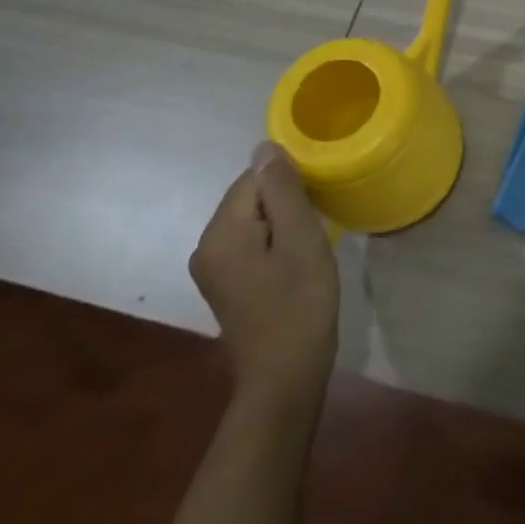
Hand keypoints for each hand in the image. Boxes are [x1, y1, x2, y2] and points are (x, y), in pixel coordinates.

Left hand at [189, 142, 340, 410]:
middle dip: (286, 201)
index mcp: (220, 232)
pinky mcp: (226, 282)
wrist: (285, 375)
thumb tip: (265, 147)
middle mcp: (205, 245)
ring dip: (283, 221)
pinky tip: (297, 258)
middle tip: (319, 223)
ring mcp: (212, 267)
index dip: (290, 183)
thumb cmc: (300, 303)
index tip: (318, 203)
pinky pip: (250, 241)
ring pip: (252, 219)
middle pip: (249, 197)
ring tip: (312, 239)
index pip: (254, 178)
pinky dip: (275, 240)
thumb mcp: (301, 239)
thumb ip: (282, 190)